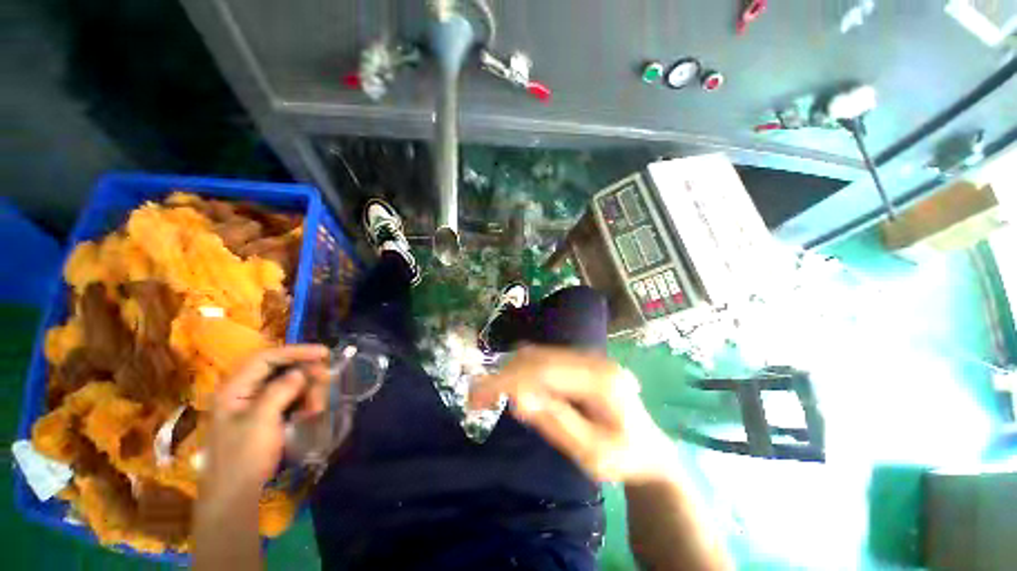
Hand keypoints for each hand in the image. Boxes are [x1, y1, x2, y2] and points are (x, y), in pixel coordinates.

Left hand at [203, 345, 330, 499]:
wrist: (234, 495)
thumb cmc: (244, 457)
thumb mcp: (262, 421)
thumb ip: (280, 391)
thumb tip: (301, 372)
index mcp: (234, 389)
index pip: (266, 358)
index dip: (296, 351)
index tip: (324, 353)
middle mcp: (244, 391)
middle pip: (281, 369)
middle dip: (307, 375)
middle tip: (327, 382)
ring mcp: (254, 404)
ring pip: (289, 384)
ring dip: (308, 391)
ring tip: (317, 409)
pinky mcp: (265, 416)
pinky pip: (289, 399)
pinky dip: (303, 402)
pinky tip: (311, 414)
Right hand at [469, 346, 675, 483]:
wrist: (650, 450)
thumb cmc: (624, 458)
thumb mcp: (591, 453)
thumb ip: (556, 422)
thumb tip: (518, 397)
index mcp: (601, 381)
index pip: (544, 371)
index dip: (508, 379)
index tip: (477, 396)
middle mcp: (594, 360)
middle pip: (539, 357)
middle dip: (503, 374)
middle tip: (476, 397)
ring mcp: (588, 358)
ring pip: (539, 354)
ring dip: (510, 370)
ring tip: (490, 393)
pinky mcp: (581, 362)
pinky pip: (545, 359)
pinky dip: (523, 369)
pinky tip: (513, 386)